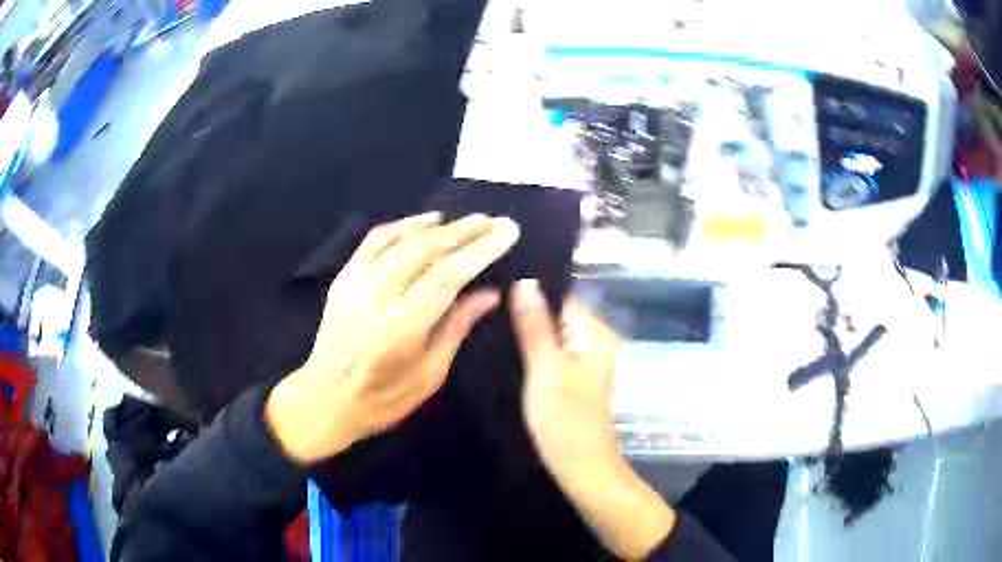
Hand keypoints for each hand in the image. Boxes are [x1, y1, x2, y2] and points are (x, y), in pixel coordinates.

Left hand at [266, 212, 519, 464]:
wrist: (324, 400)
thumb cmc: (383, 399)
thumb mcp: (430, 375)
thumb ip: (457, 327)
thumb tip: (490, 293)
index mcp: (399, 331)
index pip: (446, 276)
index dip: (480, 250)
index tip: (508, 232)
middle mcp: (374, 299)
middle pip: (425, 250)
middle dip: (465, 232)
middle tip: (497, 221)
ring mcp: (353, 284)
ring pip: (401, 240)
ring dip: (440, 226)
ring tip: (472, 221)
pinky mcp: (343, 279)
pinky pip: (374, 240)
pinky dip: (404, 225)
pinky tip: (428, 221)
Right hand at [510, 280, 675, 559]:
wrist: (581, 468)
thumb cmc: (565, 421)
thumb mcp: (546, 370)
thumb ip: (535, 326)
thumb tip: (524, 281)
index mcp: (594, 332)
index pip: (560, 293)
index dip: (529, 288)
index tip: (494, 283)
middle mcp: (592, 340)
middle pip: (554, 312)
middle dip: (523, 309)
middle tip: (483, 305)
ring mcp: (583, 359)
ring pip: (549, 332)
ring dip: (524, 330)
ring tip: (486, 322)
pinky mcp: (572, 376)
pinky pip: (549, 352)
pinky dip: (530, 349)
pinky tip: (503, 348)